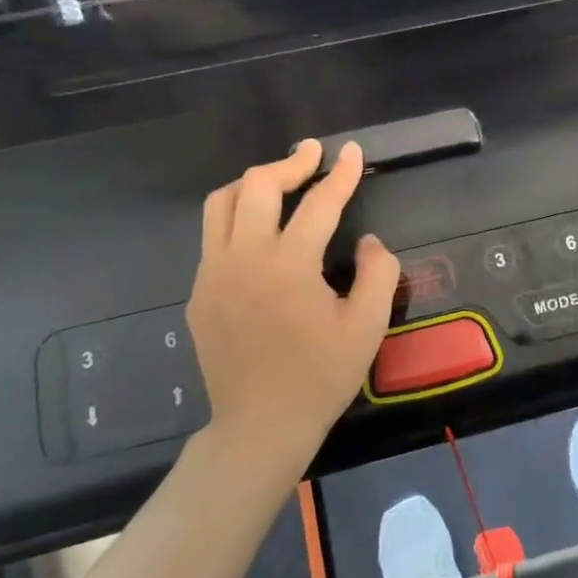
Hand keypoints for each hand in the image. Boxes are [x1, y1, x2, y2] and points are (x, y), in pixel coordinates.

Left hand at [186, 140, 399, 479]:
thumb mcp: (367, 326)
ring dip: (253, 183)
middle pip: (256, 186)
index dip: (341, 174)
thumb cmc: (321, 377)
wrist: (260, 425)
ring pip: (221, 204)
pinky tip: (260, 233)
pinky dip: (238, 218)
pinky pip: (213, 237)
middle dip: (289, 163)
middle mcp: (243, 259)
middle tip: (314, 156)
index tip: (354, 152)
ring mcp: (213, 274)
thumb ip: (378, 273)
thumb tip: (368, 242)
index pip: (318, 203)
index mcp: (288, 265)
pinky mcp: (199, 293)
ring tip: (281, 182)